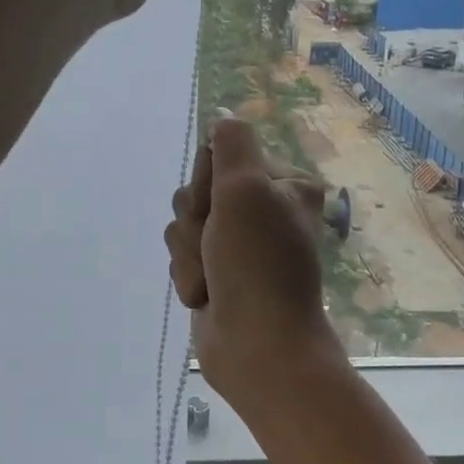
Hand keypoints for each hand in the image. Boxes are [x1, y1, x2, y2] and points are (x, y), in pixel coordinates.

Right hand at [164, 117, 341, 405]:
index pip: (221, 155)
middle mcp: (261, 209)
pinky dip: (188, 275)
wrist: (258, 347)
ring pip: (183, 224)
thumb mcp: (247, 189)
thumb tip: (223, 117)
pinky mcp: (216, 272)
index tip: (220, 204)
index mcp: (283, 185)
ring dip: (190, 252)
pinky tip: (206, 296)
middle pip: (197, 190)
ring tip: (213, 278)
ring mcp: (237, 243)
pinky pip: (181, 255)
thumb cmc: (258, 264)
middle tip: (218, 245)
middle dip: (197, 222)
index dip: (209, 181)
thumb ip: (232, 145)